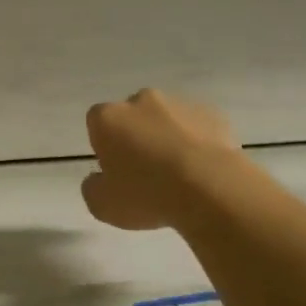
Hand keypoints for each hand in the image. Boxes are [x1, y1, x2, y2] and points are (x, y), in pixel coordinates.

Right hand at [82, 89, 237, 230]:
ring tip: (180, 175)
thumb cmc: (147, 194)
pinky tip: (203, 170)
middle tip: (146, 173)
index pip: (97, 123)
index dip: (105, 146)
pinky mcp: (212, 113)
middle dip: (137, 137)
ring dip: (167, 139)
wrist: (210, 188)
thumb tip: (98, 179)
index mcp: (108, 118)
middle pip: (132, 117)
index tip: (116, 171)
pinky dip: (196, 143)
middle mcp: (141, 100)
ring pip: (166, 120)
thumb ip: (92, 187)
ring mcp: (179, 103)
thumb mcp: (102, 205)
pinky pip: (196, 127)